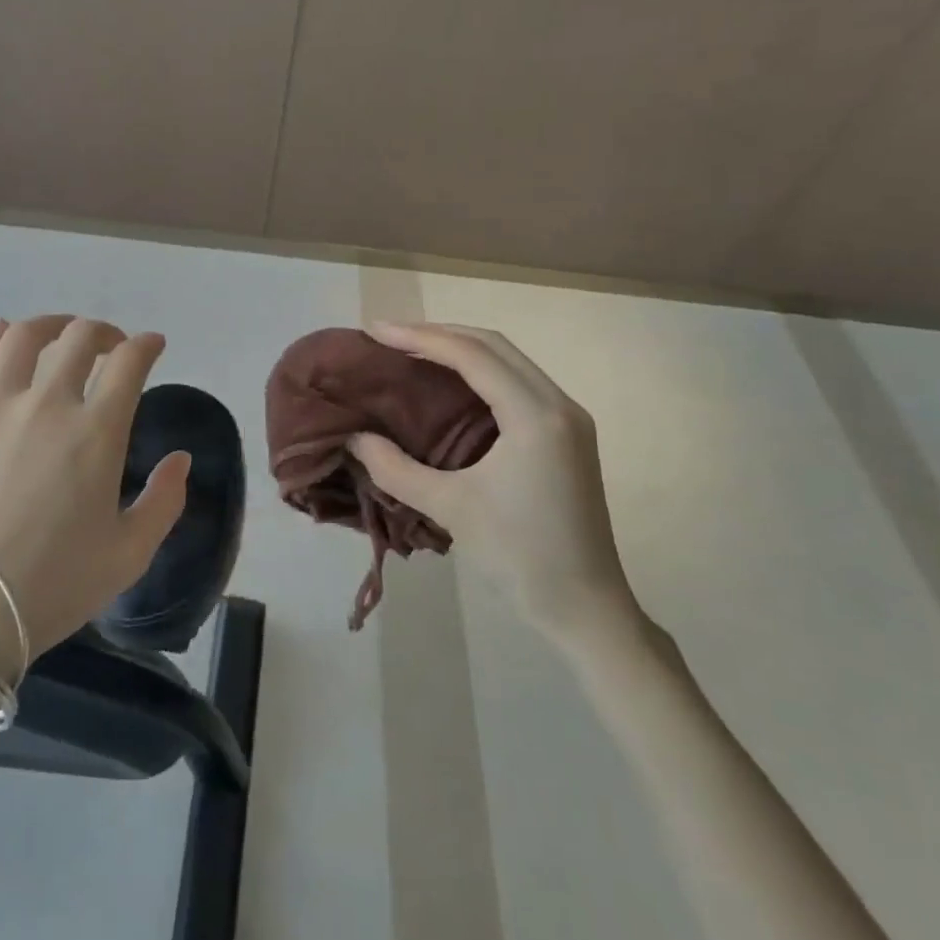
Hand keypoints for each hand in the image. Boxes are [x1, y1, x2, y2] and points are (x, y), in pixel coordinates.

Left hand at [0, 316, 188, 678]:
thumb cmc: (54, 585)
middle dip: (103, 332)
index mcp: (95, 432)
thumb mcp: (129, 554)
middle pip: (78, 338)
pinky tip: (2, 337)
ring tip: (59, 335)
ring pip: (22, 338)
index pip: (128, 362)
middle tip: (110, 346)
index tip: (152, 345)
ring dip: (50, 326)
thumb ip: (165, 501)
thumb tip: (181, 458)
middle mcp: (45, 405)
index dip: (146, 345)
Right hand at [349, 322, 638, 643]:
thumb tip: (353, 438)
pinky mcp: (567, 434)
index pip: (472, 355)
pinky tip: (449, 383)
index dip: (419, 337)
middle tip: (389, 337)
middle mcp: (558, 404)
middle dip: (438, 334)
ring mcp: (568, 418)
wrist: (586, 609)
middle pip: (493, 345)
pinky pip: (517, 381)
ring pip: (508, 360)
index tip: (375, 330)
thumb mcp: (450, 508)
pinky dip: (479, 371)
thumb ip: (395, 469)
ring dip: (460, 349)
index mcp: (535, 416)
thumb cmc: (520, 557)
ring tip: (412, 351)